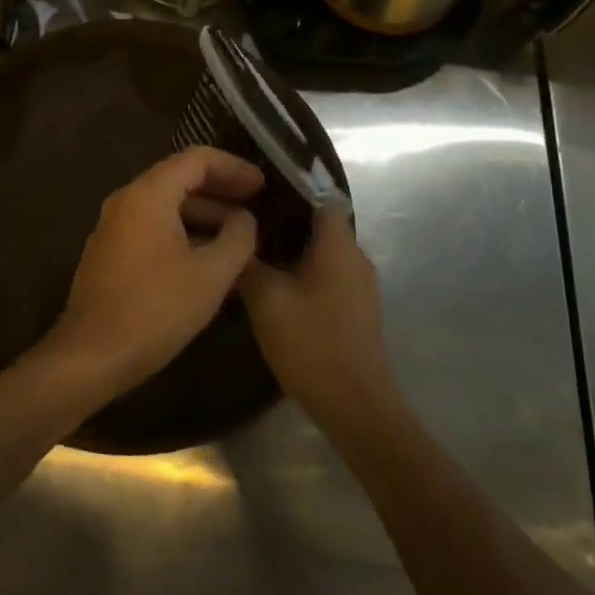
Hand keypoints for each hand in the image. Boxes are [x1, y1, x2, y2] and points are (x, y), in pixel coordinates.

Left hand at [31, 147, 262, 410]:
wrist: (91, 356)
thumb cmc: (155, 310)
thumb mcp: (211, 275)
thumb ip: (238, 238)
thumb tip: (245, 219)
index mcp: (148, 195)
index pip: (197, 159)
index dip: (234, 168)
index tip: (263, 185)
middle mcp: (126, 201)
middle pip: (180, 179)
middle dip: (221, 191)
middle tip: (257, 205)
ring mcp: (114, 228)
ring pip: (167, 208)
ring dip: (205, 217)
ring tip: (241, 239)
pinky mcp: (111, 254)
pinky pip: (153, 230)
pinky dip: (185, 235)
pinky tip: (210, 263)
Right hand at [239, 208, 401, 434]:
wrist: (355, 405)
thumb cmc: (311, 343)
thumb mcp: (267, 300)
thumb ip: (248, 264)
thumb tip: (234, 240)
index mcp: (339, 245)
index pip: (321, 197)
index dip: (290, 189)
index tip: (256, 191)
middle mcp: (356, 257)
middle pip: (319, 225)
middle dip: (283, 222)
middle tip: (244, 224)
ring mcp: (359, 285)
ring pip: (321, 253)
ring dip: (291, 251)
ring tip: (251, 253)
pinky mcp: (356, 309)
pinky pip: (327, 275)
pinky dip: (302, 273)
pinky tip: (273, 286)